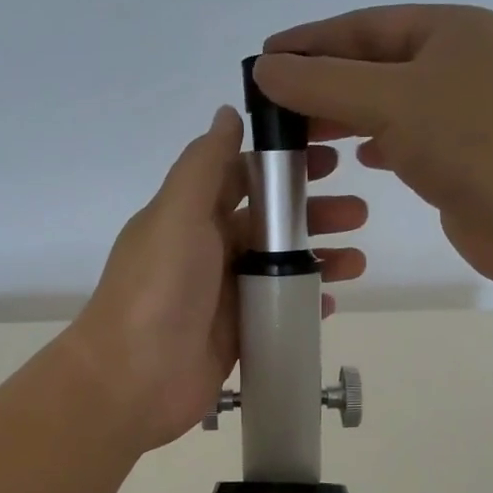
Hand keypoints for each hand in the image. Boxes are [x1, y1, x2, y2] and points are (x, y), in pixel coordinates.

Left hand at [67, 105, 367, 450]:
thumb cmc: (158, 289)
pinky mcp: (235, 335)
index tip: (330, 156)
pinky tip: (332, 303)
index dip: (284, 164)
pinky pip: (276, 310)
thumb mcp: (178, 214)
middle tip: (358, 212)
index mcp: (189, 216)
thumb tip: (227, 112)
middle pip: (268, 223)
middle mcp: (206, 251)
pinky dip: (304, 303)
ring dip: (318, 258)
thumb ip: (204, 164)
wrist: (134, 380)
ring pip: (279, 267)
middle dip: (312, 213)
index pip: (243, 176)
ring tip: (358, 260)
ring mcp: (221, 296)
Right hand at [251, 5, 492, 288]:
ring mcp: (464, 113)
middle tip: (273, 106)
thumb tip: (265, 68)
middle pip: (374, 65)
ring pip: (389, 105)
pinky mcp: (464, 158)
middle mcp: (457, 64)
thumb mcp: (389, 100)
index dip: (309, 42)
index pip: (362, 26)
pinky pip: (407, 141)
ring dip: (345, 116)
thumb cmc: (472, 141)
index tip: (263, 60)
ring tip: (300, 134)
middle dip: (323, 83)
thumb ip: (322, 83)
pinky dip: (377, 144)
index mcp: (447, 30)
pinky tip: (356, 158)